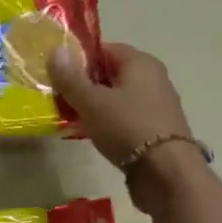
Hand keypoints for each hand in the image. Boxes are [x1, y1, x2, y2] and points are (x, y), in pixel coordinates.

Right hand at [48, 41, 205, 213]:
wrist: (166, 173)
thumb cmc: (127, 127)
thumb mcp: (91, 101)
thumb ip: (70, 77)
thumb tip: (54, 50)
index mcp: (140, 62)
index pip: (103, 49)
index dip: (78, 58)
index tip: (56, 72)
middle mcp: (152, 77)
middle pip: (110, 73)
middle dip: (83, 83)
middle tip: (58, 95)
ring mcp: (156, 104)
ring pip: (116, 96)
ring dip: (93, 104)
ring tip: (69, 116)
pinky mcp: (155, 128)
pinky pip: (124, 116)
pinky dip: (107, 120)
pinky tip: (90, 133)